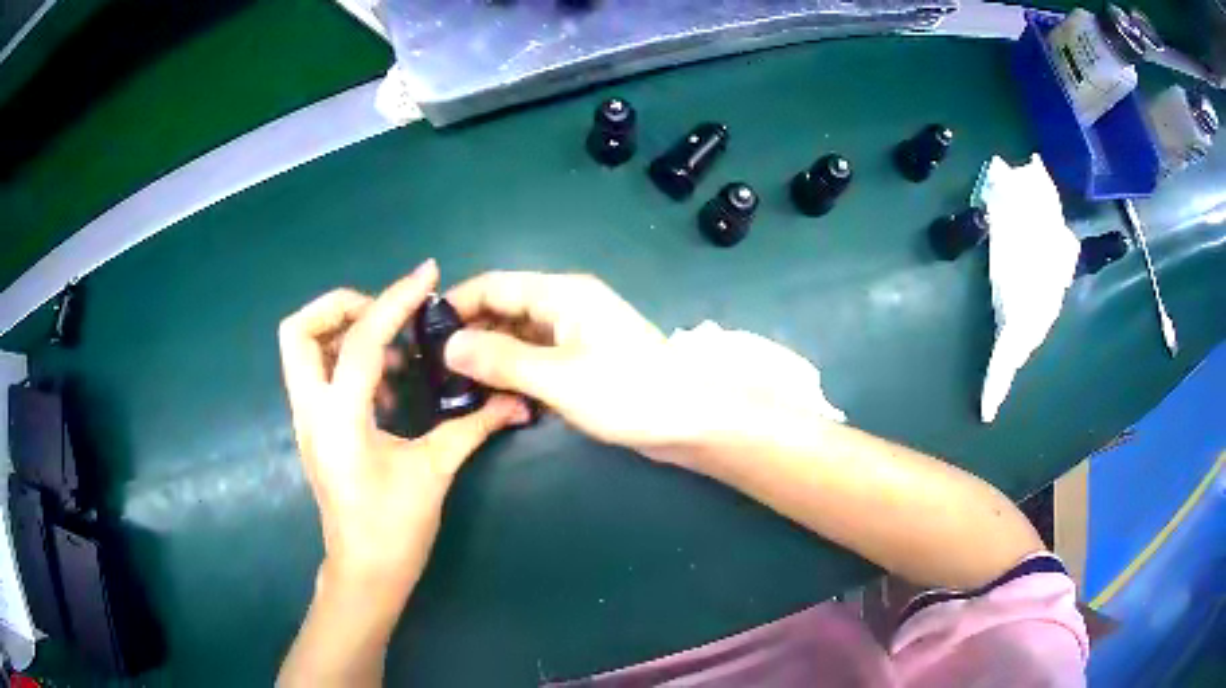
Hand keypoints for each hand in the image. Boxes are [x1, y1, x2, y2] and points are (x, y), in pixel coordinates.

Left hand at [278, 260, 531, 600]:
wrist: (364, 573)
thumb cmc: (394, 530)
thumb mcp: (434, 473)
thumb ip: (473, 427)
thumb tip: (515, 402)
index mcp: (338, 419)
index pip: (360, 341)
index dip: (395, 300)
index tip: (427, 275)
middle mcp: (311, 410)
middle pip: (298, 330)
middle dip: (340, 306)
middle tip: (386, 316)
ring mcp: (307, 419)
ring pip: (302, 349)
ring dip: (345, 332)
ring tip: (393, 349)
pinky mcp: (315, 428)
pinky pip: (319, 373)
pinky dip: (347, 360)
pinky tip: (386, 383)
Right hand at [443, 272, 715, 454]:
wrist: (690, 420)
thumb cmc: (627, 392)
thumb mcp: (557, 377)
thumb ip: (501, 359)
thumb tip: (449, 346)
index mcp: (560, 294)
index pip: (494, 285)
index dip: (457, 303)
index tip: (422, 330)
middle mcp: (565, 305)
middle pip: (505, 309)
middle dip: (470, 333)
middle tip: (433, 365)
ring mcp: (576, 334)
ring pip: (519, 336)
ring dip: (491, 355)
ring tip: (454, 382)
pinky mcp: (583, 361)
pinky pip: (537, 358)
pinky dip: (515, 371)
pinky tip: (494, 394)